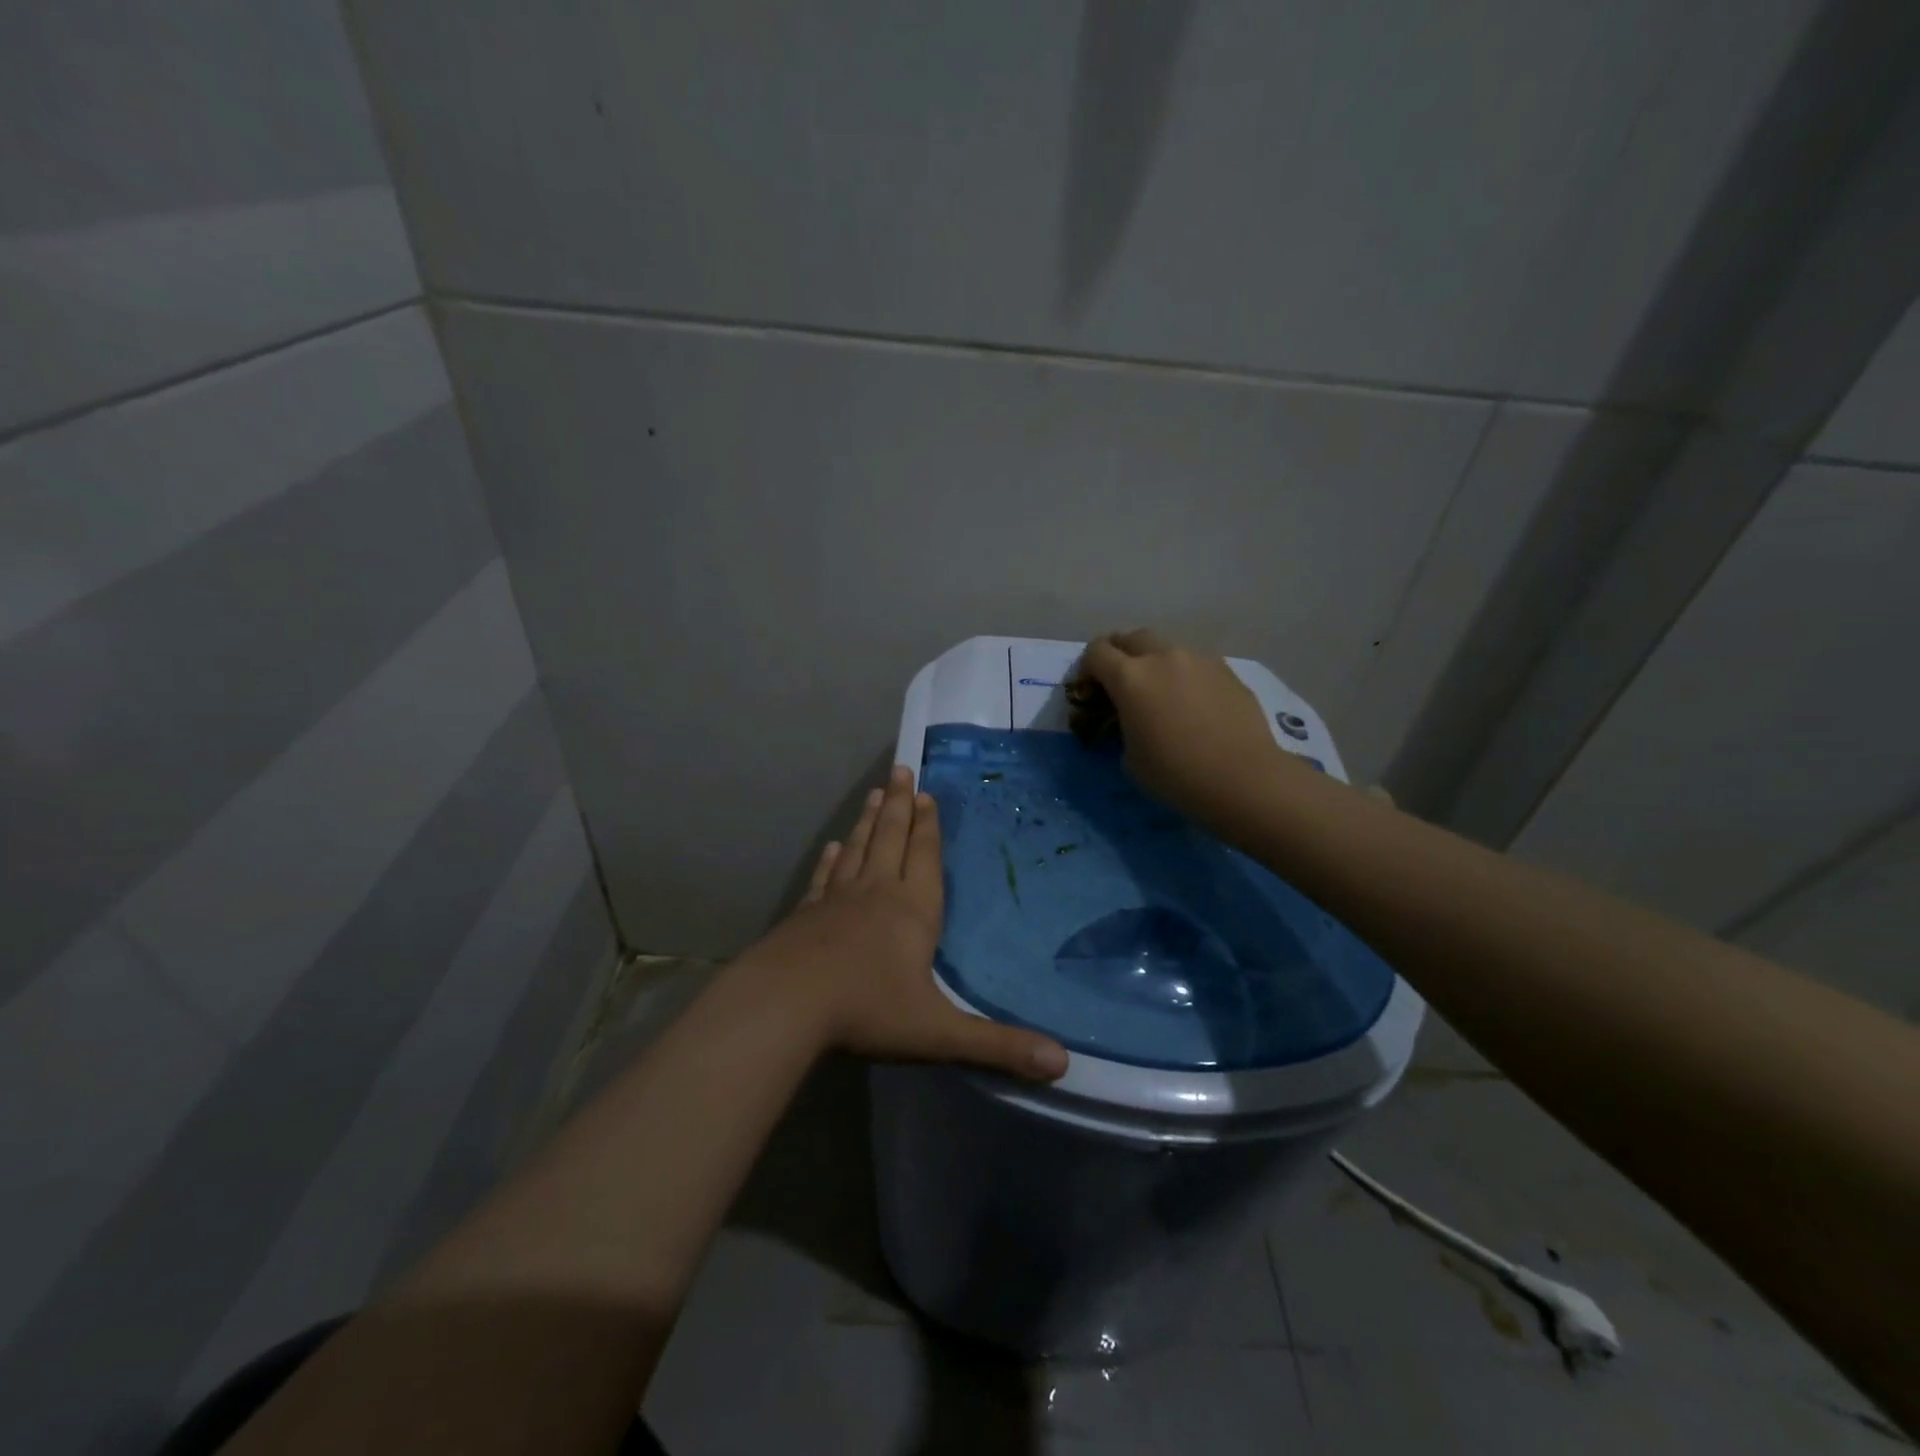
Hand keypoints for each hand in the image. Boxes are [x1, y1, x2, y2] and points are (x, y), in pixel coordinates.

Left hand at [744, 766, 1068, 1081]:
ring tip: (876, 794)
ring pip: (858, 850)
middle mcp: (876, 894)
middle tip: (900, 770)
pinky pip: (825, 878)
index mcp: (912, 911)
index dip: (929, 826)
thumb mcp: (939, 1034)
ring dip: (870, 821)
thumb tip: (1064, 1064)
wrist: (784, 1006)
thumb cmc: (867, 1011)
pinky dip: (832, 860)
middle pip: (891, 840)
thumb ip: (998, 1047)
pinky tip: (833, 847)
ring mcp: (836, 901)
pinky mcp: (805, 915)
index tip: (927, 793)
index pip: (925, 857)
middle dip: (900, 806)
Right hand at [1077, 628, 1289, 831]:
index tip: (1090, 691)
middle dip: (1119, 654)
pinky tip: (1193, 705)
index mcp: (1130, 677)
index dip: (1086, 668)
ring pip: (1166, 647)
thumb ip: (1122, 727)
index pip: (1096, 652)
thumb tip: (1132, 720)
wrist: (1243, 779)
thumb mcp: (1130, 758)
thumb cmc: (1175, 774)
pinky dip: (1184, 676)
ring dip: (1154, 663)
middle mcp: (1163, 657)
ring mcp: (1198, 660)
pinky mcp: (1227, 671)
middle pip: (1131, 637)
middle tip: (1121, 683)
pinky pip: (1195, 664)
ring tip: (1160, 693)